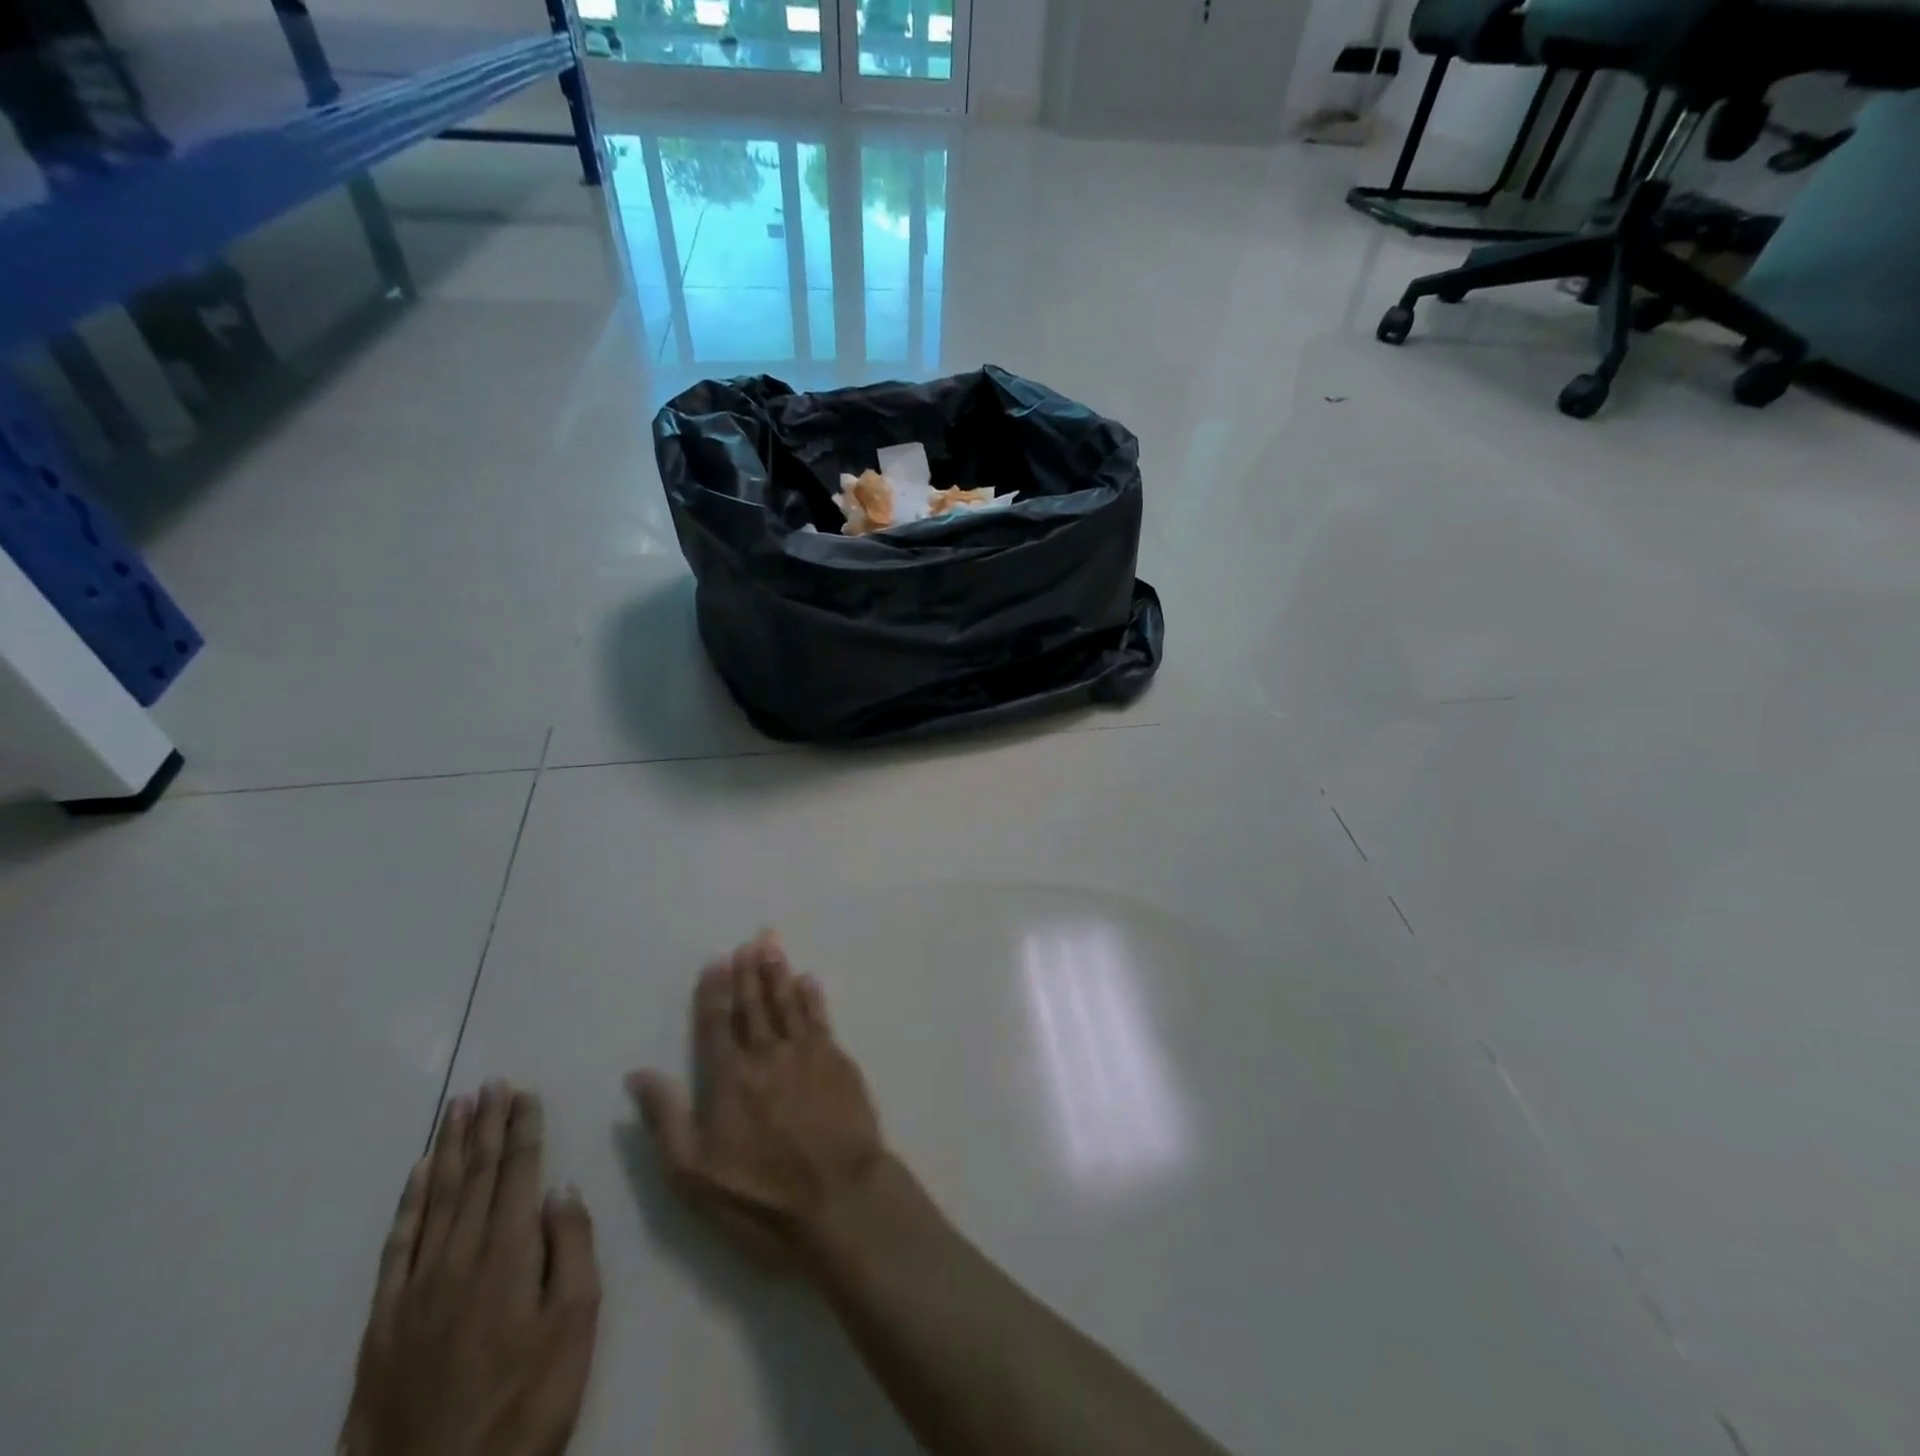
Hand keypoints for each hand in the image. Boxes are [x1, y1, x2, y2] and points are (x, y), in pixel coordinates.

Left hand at [341, 1083, 600, 1455]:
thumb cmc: (525, 1402)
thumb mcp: (575, 1326)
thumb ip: (571, 1250)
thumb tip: (561, 1190)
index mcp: (508, 1255)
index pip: (518, 1173)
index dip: (522, 1128)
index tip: (523, 1091)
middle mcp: (459, 1257)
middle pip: (476, 1176)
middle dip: (486, 1125)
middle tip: (489, 1083)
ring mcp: (416, 1287)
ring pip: (436, 1198)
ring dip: (450, 1148)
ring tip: (457, 1107)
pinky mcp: (383, 1321)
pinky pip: (397, 1244)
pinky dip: (410, 1201)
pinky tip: (418, 1175)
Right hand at [629, 933, 887, 1266]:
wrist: (841, 1199)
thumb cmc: (761, 1197)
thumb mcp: (694, 1174)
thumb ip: (666, 1119)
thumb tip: (638, 1074)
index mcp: (730, 1079)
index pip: (717, 1025)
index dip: (714, 992)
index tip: (716, 962)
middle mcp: (767, 1055)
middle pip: (754, 1006)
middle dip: (749, 973)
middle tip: (749, 943)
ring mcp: (806, 1054)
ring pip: (788, 1004)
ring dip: (778, 975)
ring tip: (772, 949)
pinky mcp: (838, 1061)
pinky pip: (821, 1018)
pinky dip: (812, 997)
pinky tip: (808, 981)